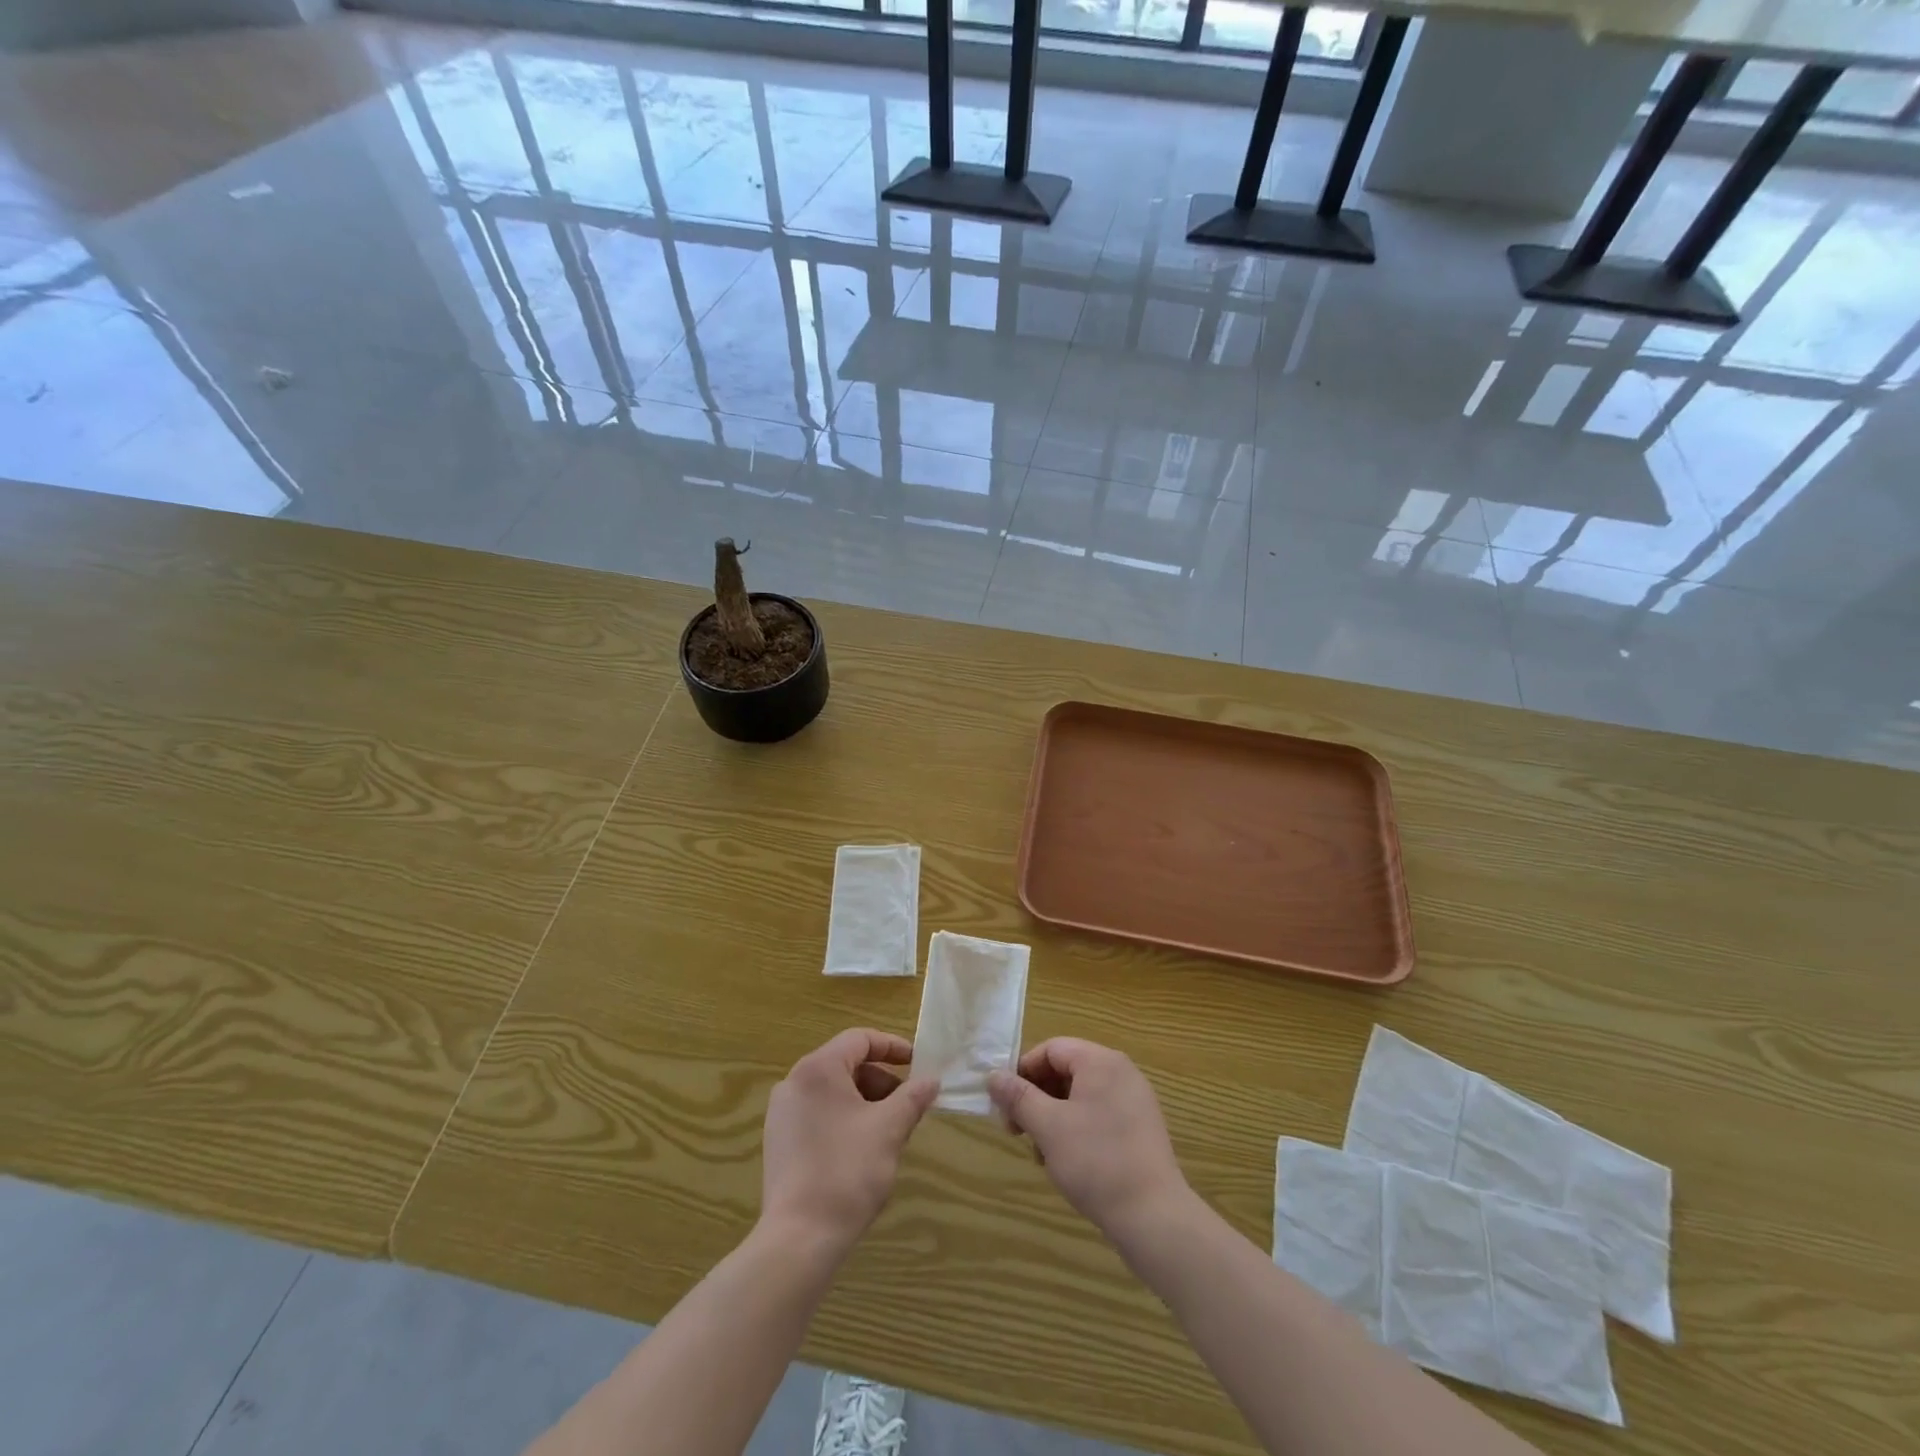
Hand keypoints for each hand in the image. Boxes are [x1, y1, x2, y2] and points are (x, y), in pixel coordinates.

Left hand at [760, 1028, 938, 1260]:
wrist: (799, 1238)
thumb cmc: (847, 1171)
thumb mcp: (889, 1129)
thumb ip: (913, 1098)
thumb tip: (931, 1080)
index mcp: (818, 1069)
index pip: (860, 1039)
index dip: (892, 1047)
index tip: (918, 1064)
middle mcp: (794, 1082)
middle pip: (846, 1064)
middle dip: (881, 1081)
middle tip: (907, 1106)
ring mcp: (782, 1113)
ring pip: (833, 1091)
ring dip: (865, 1101)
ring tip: (889, 1131)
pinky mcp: (779, 1141)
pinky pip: (819, 1113)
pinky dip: (845, 1118)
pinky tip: (862, 1149)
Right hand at [989, 1038, 1192, 1241]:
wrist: (1155, 1218)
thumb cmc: (1097, 1162)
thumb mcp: (1048, 1127)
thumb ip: (1019, 1097)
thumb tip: (993, 1076)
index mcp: (1101, 1062)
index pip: (1051, 1049)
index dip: (1023, 1072)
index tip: (1006, 1106)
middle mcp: (1121, 1072)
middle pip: (1066, 1070)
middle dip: (1037, 1098)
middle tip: (1017, 1132)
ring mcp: (1134, 1101)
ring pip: (1080, 1096)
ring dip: (1053, 1117)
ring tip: (1042, 1154)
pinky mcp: (1140, 1129)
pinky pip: (1098, 1114)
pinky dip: (1076, 1129)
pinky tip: (1067, 1162)